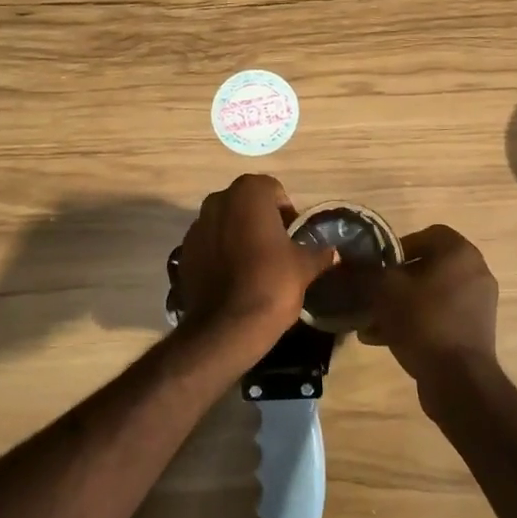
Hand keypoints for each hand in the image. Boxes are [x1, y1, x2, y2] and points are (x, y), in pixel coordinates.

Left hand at [173, 175, 337, 363]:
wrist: (227, 326)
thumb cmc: (271, 283)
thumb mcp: (304, 267)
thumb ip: (318, 253)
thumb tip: (332, 252)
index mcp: (249, 192)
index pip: (273, 191)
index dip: (286, 212)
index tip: (294, 236)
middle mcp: (218, 200)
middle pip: (246, 203)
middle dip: (260, 220)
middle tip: (277, 248)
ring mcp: (196, 225)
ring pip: (225, 223)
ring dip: (238, 235)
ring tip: (254, 264)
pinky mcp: (184, 252)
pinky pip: (209, 244)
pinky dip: (220, 253)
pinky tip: (233, 277)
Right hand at [359, 225, 498, 388]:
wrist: (459, 381)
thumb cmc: (423, 321)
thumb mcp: (385, 290)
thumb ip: (365, 270)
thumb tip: (348, 261)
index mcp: (459, 253)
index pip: (425, 235)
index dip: (396, 247)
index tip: (376, 266)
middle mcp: (475, 272)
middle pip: (425, 267)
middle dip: (394, 281)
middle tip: (371, 294)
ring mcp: (478, 304)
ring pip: (429, 295)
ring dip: (399, 304)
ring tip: (370, 322)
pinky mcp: (474, 331)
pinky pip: (438, 316)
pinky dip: (414, 322)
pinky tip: (383, 339)